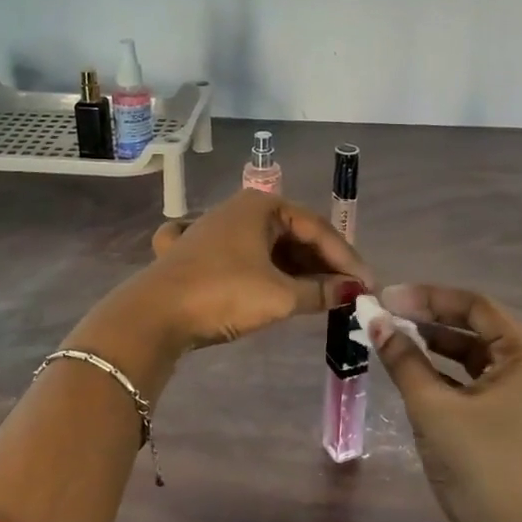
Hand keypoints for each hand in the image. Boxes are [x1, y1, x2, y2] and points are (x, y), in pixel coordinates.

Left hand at [119, 190, 372, 351]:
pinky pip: (242, 259)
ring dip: (295, 272)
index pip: (316, 228)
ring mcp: (214, 230)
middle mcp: (238, 210)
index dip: (345, 258)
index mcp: (260, 206)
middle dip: (321, 265)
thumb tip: (353, 291)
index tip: (367, 286)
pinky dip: (263, 273)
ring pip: (268, 248)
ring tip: (320, 298)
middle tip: (346, 293)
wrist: (154, 315)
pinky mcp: (197, 255)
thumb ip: (321, 292)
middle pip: (293, 235)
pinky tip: (273, 288)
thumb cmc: (223, 294)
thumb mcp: (279, 296)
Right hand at [366, 285, 521, 521]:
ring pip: (470, 353)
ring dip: (432, 343)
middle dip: (428, 317)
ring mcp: (519, 394)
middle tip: (384, 313)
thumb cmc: (478, 465)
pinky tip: (409, 367)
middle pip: (474, 326)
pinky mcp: (504, 417)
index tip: (387, 297)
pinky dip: (440, 370)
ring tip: (390, 334)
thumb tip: (373, 321)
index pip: (475, 307)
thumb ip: (403, 358)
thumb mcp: (432, 406)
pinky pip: (469, 379)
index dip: (428, 297)